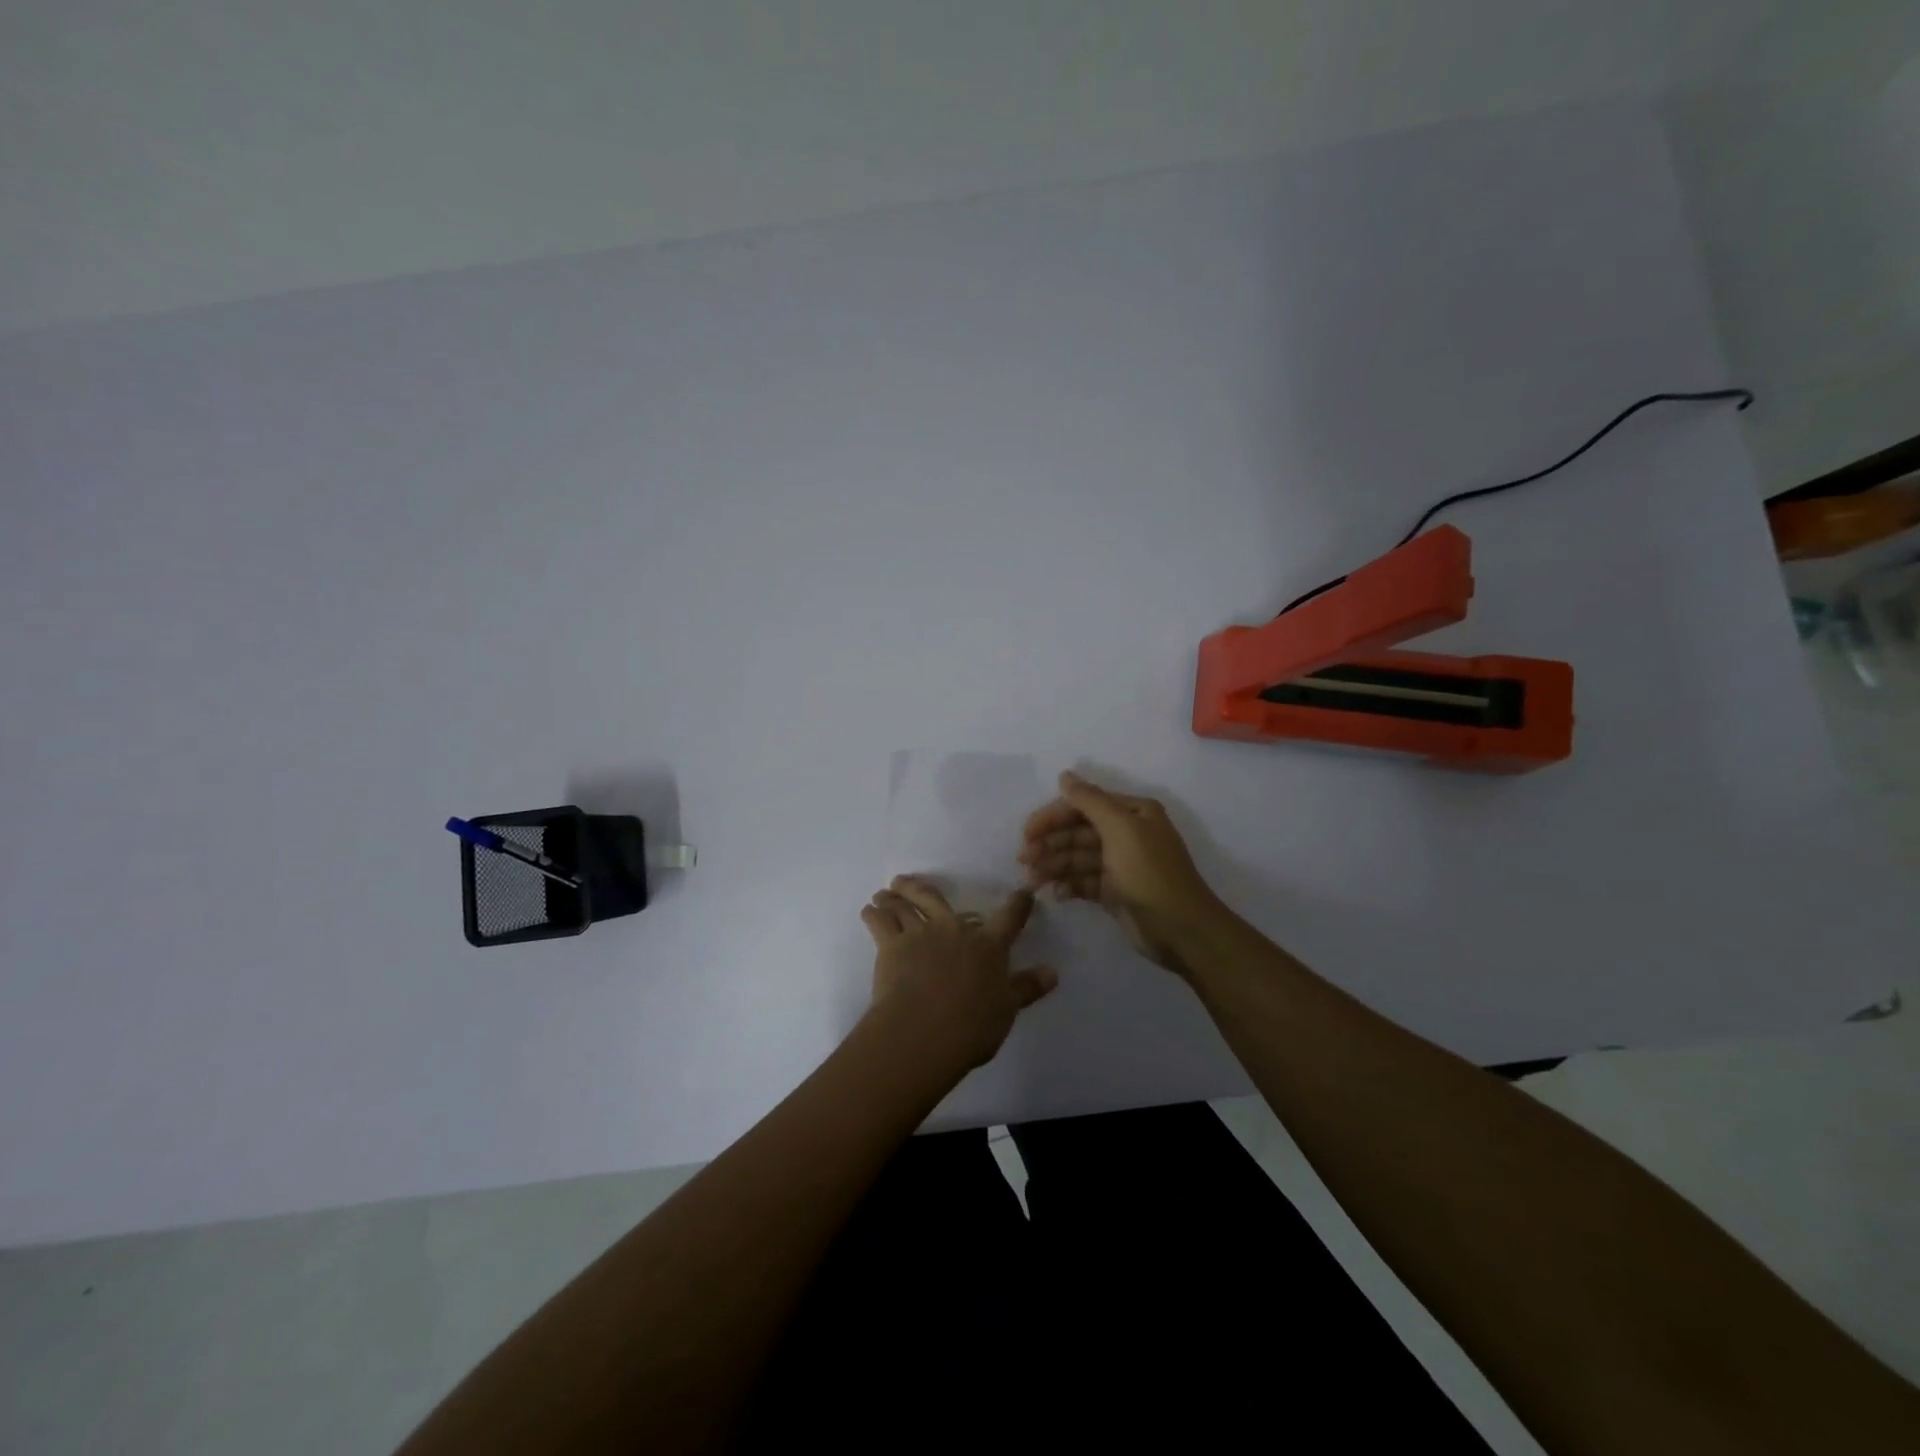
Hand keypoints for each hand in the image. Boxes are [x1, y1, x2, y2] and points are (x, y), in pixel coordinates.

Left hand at [860, 875, 1058, 1072]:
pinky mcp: (892, 946)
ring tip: (884, 893)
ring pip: (905, 907)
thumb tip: (1053, 971)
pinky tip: (868, 911)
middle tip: (907, 881)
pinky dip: (873, 914)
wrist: (925, 1030)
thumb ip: (1028, 987)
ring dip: (893, 898)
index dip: (1018, 904)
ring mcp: (921, 934)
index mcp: (988, 945)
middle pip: (936, 899)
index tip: (1022, 893)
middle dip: (921, 888)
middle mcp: (954, 930)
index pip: (1009, 917)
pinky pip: (880, 923)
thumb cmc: (973, 1024)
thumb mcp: (1007, 1009)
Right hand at [1019, 770, 1225, 975]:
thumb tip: (1065, 775)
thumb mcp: (1120, 829)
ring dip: (1054, 866)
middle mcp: (1127, 834)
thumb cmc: (1149, 872)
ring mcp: (1120, 864)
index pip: (1084, 806)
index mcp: (1132, 813)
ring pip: (1078, 858)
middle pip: (1078, 832)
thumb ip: (1089, 801)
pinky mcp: (1115, 892)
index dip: (1053, 817)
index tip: (1027, 833)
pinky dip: (1069, 885)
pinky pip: (1084, 882)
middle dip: (1050, 843)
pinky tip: (1056, 894)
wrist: (1180, 928)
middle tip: (1023, 859)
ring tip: (1032, 881)